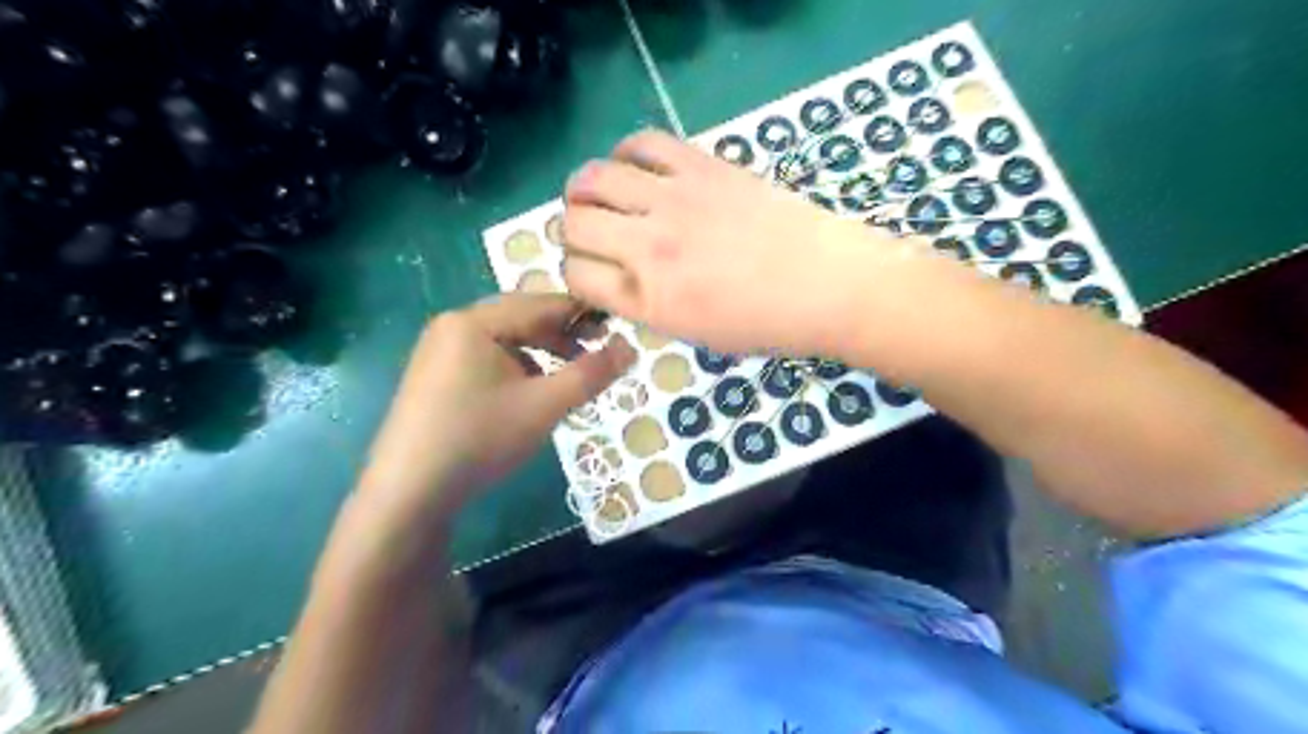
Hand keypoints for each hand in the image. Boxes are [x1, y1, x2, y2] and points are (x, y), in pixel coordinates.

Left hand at [360, 292, 636, 528]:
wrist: (408, 490)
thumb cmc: (480, 438)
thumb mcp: (544, 406)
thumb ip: (590, 374)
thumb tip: (630, 347)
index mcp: (475, 321)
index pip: (543, 303)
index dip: (584, 314)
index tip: (618, 330)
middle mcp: (454, 325)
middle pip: (522, 318)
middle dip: (563, 335)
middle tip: (596, 356)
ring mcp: (439, 350)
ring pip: (505, 339)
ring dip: (541, 353)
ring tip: (566, 378)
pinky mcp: (435, 375)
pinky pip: (487, 357)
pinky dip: (517, 367)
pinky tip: (529, 394)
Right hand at [559, 129, 910, 356]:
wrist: (829, 284)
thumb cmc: (767, 324)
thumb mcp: (695, 335)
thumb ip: (647, 305)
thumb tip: (618, 276)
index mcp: (649, 301)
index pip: (576, 275)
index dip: (576, 273)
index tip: (593, 271)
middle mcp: (650, 248)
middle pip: (573, 223)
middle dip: (573, 231)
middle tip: (594, 234)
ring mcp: (674, 200)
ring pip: (593, 177)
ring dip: (585, 189)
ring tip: (601, 196)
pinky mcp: (701, 166)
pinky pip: (642, 142)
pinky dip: (626, 153)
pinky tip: (636, 169)